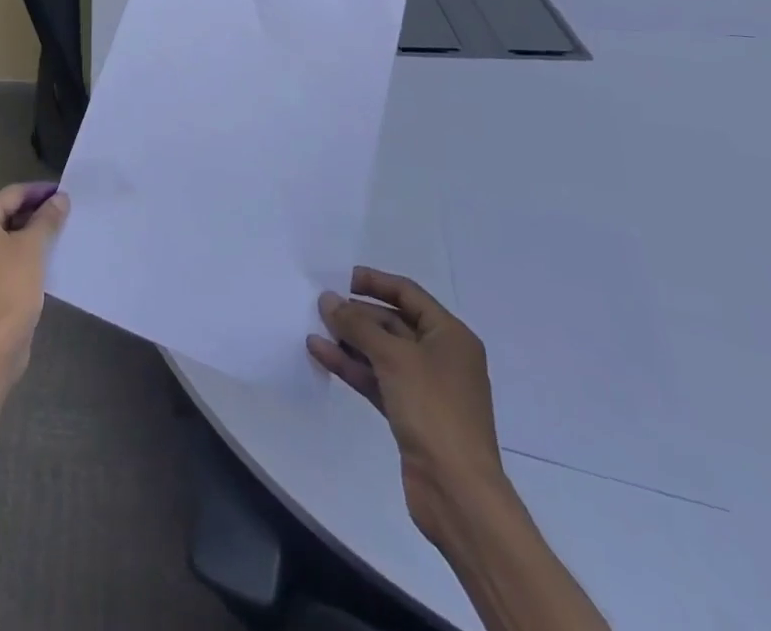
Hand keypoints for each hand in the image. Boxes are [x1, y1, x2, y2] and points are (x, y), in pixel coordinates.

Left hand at [0, 183, 68, 385]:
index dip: (38, 192)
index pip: (9, 195)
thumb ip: (47, 219)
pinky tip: (34, 263)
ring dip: (22, 237)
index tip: (61, 192)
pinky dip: (11, 258)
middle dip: (30, 215)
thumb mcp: (34, 247)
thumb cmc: (11, 287)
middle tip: (59, 214)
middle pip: (0, 217)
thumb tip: (59, 199)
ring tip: (51, 237)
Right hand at [309, 267, 505, 545]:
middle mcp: (440, 356)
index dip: (374, 282)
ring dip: (349, 339)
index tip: (339, 277)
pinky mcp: (410, 413)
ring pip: (381, 352)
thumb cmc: (434, 410)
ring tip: (312, 326)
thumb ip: (357, 324)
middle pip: (392, 322)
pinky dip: (351, 366)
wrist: (457, 492)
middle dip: (357, 314)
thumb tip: (328, 299)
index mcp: (450, 336)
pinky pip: (376, 378)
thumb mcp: (393, 357)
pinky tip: (320, 353)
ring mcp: (425, 387)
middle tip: (319, 305)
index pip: (408, 294)